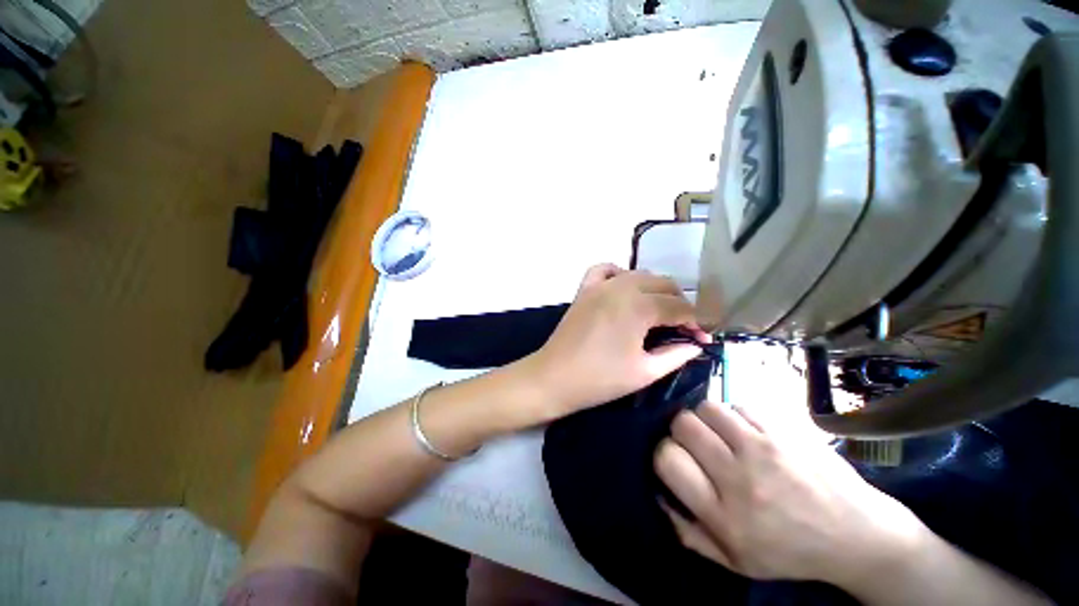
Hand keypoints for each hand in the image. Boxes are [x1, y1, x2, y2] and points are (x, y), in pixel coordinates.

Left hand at [525, 264, 706, 417]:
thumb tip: (696, 345)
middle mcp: (622, 288)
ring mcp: (600, 286)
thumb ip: (675, 355)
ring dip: (654, 289)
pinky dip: (619, 273)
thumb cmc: (600, 379)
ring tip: (659, 310)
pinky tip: (624, 288)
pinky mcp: (584, 289)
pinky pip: (604, 269)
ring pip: (638, 274)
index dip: (696, 322)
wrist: (554, 378)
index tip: (703, 338)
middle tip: (683, 326)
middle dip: (679, 302)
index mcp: (640, 307)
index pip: (679, 307)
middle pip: (662, 284)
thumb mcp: (645, 372)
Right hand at [654, 401, 927, 586]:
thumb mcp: (735, 562)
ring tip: (720, 435)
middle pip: (683, 425)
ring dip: (706, 419)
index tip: (676, 459)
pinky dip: (735, 416)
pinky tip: (748, 433)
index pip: (668, 459)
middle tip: (697, 444)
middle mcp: (740, 477)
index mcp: (724, 515)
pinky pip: (739, 406)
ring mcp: (765, 449)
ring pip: (707, 407)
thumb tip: (659, 493)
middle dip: (681, 431)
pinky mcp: (785, 430)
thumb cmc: (791, 553)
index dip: (664, 453)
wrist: (859, 537)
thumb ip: (688, 532)